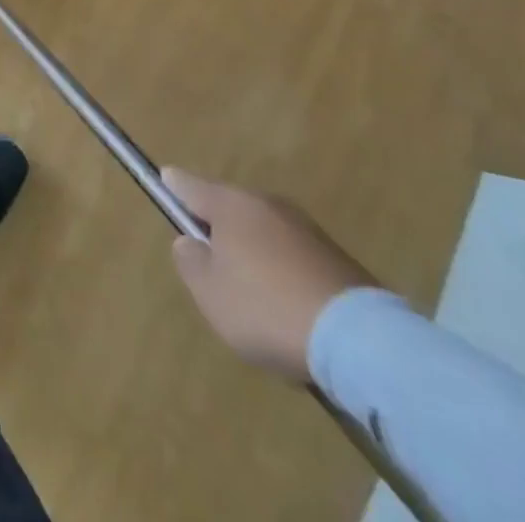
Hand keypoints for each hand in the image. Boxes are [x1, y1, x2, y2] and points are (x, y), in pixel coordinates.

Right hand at [164, 168, 376, 383]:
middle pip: (230, 208)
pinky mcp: (337, 258)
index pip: (188, 184)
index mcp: (229, 204)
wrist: (361, 342)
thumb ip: (189, 261)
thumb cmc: (266, 309)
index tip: (163, 181)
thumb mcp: (209, 294)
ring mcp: (306, 228)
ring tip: (254, 295)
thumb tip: (190, 242)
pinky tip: (289, 308)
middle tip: (212, 265)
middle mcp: (266, 204)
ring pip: (264, 232)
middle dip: (219, 227)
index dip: (172, 185)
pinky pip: (294, 256)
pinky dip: (285, 272)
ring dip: (254, 252)